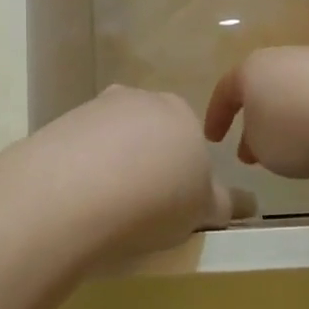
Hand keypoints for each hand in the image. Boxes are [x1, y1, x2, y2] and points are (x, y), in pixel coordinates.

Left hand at [43, 85, 254, 260]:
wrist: (77, 191)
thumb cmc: (157, 198)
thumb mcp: (204, 209)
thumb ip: (226, 203)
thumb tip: (249, 204)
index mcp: (181, 112)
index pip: (190, 140)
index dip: (185, 175)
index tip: (174, 206)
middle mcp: (139, 99)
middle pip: (149, 133)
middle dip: (148, 163)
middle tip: (142, 208)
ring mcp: (95, 108)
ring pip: (111, 139)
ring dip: (112, 166)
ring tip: (106, 209)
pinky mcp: (59, 124)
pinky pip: (77, 150)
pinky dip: (80, 171)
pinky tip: (77, 200)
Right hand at [204, 47, 308, 179]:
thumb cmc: (296, 131)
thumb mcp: (262, 149)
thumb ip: (253, 143)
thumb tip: (260, 139)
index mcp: (251, 70)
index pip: (225, 92)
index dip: (216, 117)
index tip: (213, 139)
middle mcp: (283, 58)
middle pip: (263, 89)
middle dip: (255, 121)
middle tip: (253, 152)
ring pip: (295, 92)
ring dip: (288, 120)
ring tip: (293, 149)